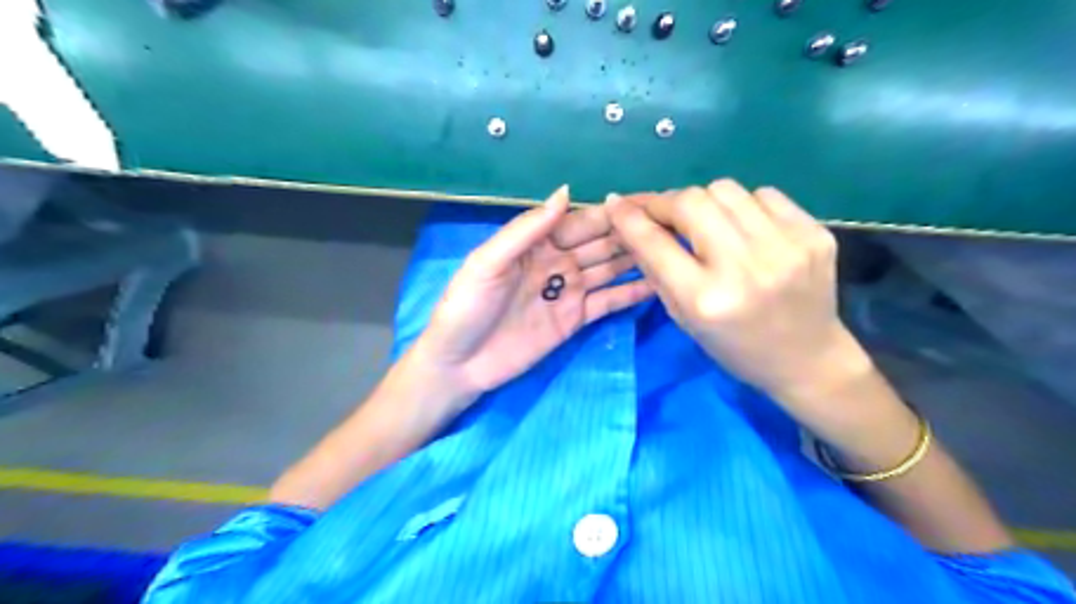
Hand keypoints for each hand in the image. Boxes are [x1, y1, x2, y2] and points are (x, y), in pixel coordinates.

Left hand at [412, 187, 655, 408]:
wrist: (459, 364)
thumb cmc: (466, 308)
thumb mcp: (488, 263)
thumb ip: (526, 229)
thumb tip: (565, 191)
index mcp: (535, 243)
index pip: (579, 222)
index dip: (610, 213)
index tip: (645, 202)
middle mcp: (557, 262)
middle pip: (600, 243)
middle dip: (631, 233)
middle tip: (671, 224)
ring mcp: (568, 292)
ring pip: (609, 270)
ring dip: (637, 259)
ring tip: (672, 249)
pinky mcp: (575, 320)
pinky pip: (607, 302)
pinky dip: (630, 294)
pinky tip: (658, 284)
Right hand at [608, 180, 868, 405]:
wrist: (807, 359)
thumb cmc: (735, 347)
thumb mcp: (683, 318)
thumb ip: (656, 269)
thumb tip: (631, 224)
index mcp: (706, 299)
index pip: (655, 242)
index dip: (629, 217)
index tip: (616, 202)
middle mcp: (744, 268)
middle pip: (691, 201)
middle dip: (666, 202)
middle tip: (661, 213)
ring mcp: (785, 246)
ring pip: (726, 189)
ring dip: (705, 201)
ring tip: (706, 223)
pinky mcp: (814, 233)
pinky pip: (764, 195)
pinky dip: (743, 206)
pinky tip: (744, 229)